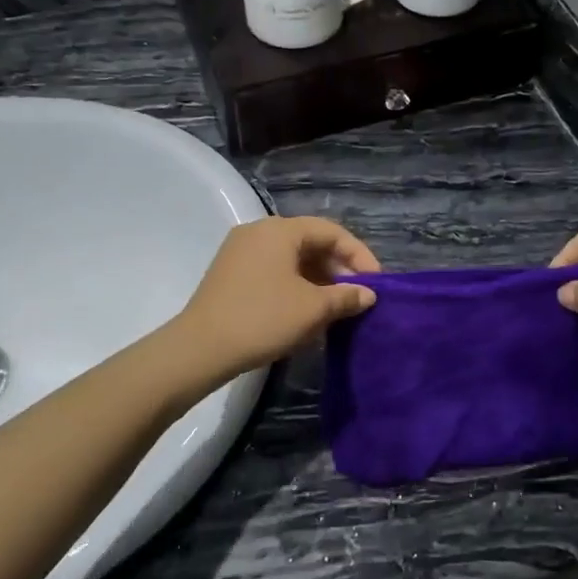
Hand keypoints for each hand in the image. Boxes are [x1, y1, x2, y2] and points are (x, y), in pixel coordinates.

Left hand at [172, 217, 378, 378]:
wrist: (200, 349)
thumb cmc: (263, 319)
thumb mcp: (312, 309)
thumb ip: (345, 296)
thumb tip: (367, 295)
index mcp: (279, 230)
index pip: (331, 231)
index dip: (358, 255)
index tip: (376, 282)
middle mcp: (259, 231)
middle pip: (310, 242)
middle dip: (338, 268)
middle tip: (357, 295)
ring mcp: (240, 252)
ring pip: (291, 258)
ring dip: (318, 279)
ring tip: (336, 307)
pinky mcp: (230, 274)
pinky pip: (274, 270)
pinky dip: (296, 285)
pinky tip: (306, 311)